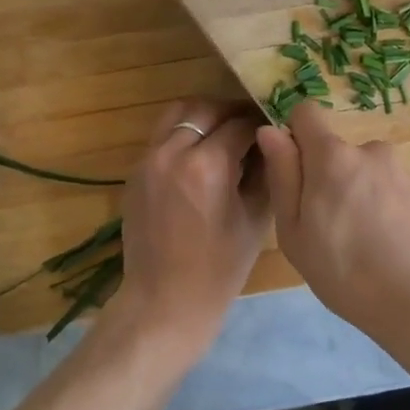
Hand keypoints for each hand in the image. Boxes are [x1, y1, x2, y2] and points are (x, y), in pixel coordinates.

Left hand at [110, 99, 269, 357]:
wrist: (165, 301)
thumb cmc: (220, 268)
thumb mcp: (255, 218)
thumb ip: (265, 172)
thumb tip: (272, 141)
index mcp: (208, 165)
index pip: (240, 124)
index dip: (261, 123)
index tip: (274, 128)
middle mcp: (173, 152)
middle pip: (205, 109)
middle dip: (231, 113)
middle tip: (250, 127)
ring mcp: (148, 160)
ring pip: (178, 114)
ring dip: (203, 117)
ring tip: (222, 133)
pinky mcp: (135, 172)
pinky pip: (161, 137)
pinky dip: (183, 135)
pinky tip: (199, 155)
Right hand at [255, 104, 409, 379]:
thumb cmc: (347, 272)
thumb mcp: (295, 232)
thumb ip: (282, 176)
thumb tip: (271, 131)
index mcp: (332, 155)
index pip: (306, 112)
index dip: (294, 136)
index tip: (293, 174)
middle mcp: (369, 150)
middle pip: (335, 152)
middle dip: (326, 178)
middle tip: (326, 230)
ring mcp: (402, 170)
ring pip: (363, 174)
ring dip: (356, 196)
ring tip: (361, 246)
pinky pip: (389, 192)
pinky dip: (382, 211)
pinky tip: (388, 250)